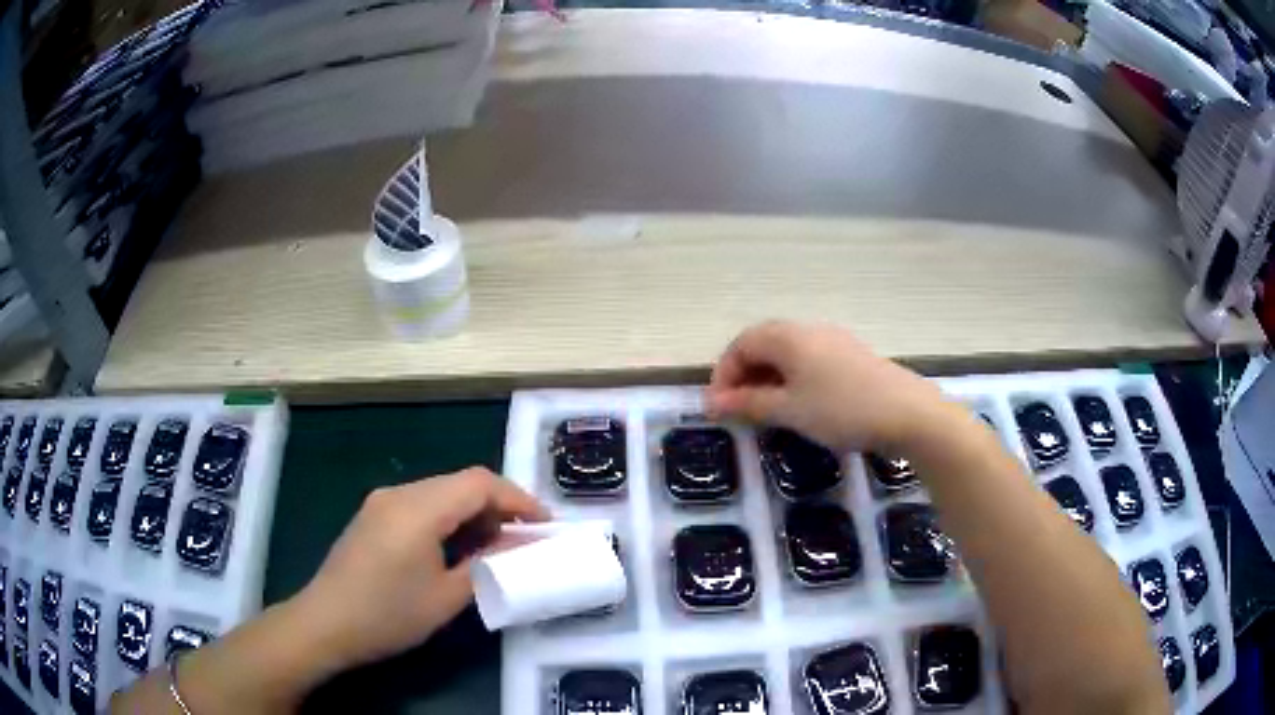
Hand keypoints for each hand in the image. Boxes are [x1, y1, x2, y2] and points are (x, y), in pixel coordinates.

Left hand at [290, 467, 548, 670]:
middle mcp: (399, 493)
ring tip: (496, 546)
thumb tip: (517, 546)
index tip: (545, 524)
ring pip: (441, 492)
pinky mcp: (374, 515)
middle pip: (460, 482)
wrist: (324, 623)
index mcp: (417, 509)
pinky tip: (457, 547)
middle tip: (525, 539)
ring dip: (473, 512)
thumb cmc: (387, 615)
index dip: (518, 498)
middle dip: (498, 505)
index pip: (479, 483)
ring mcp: (382, 502)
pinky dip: (448, 518)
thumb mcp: (446, 598)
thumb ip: (488, 566)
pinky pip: (421, 504)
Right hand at [707, 321, 944, 452]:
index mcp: (788, 336)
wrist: (907, 412)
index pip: (741, 344)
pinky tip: (800, 403)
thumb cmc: (841, 410)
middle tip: (740, 410)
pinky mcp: (851, 354)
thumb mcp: (790, 411)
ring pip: (787, 352)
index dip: (723, 375)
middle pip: (763, 343)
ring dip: (768, 377)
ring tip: (767, 410)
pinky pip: (809, 359)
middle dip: (744, 375)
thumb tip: (711, 403)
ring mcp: (833, 339)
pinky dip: (792, 378)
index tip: (719, 409)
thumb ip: (748, 404)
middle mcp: (808, 329)